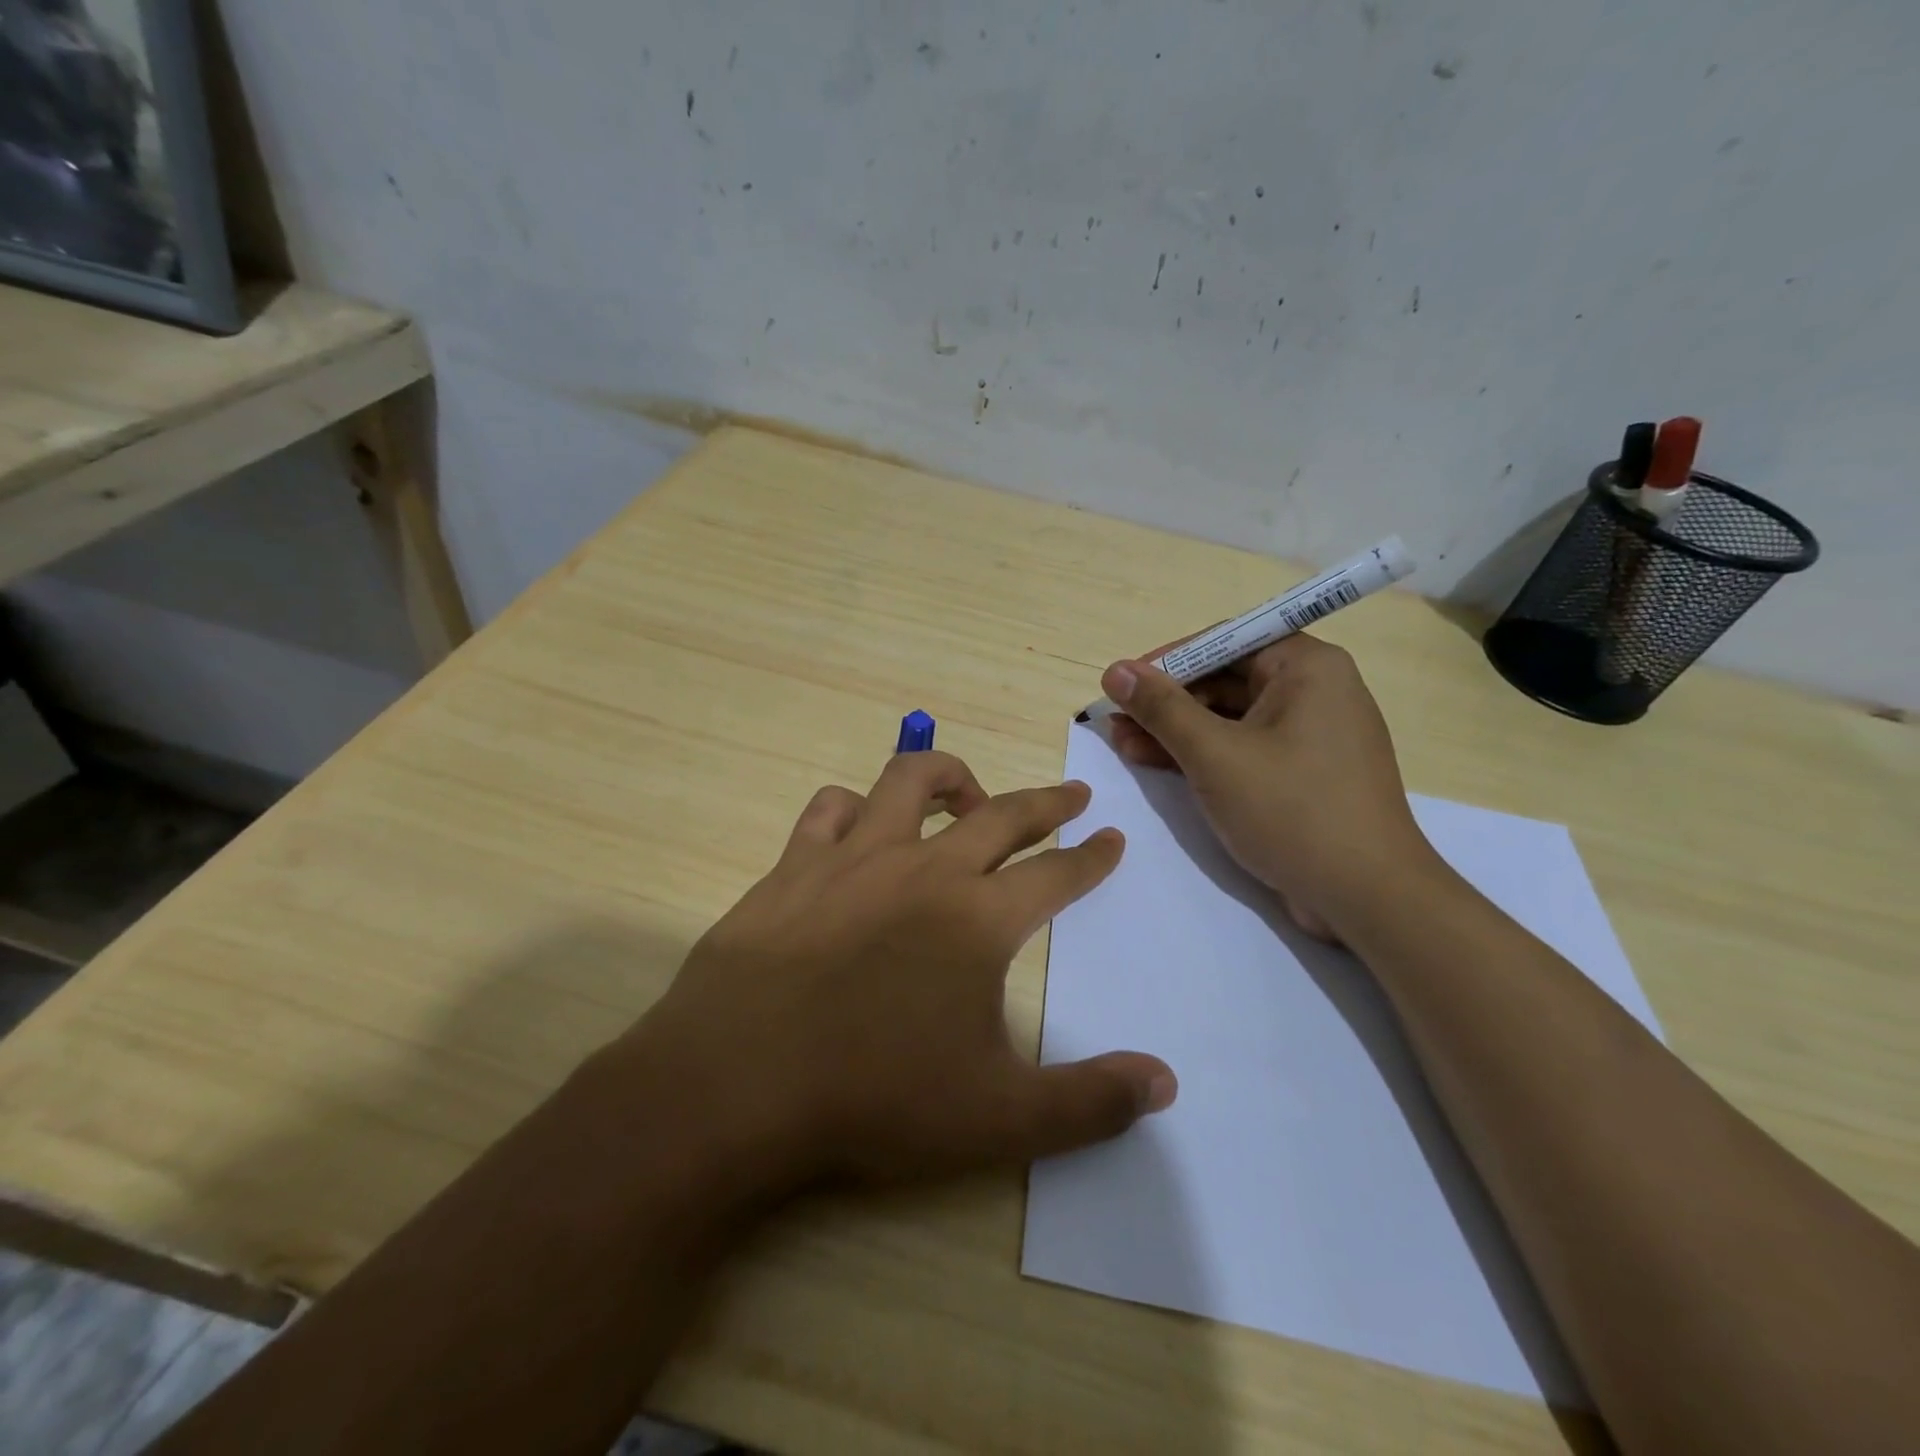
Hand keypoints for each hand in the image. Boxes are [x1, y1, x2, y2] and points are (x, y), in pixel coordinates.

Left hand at [630, 750, 1175, 1191]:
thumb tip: (1166, 1082)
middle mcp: (923, 869)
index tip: (1112, 837)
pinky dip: (854, 808)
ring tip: (967, 794)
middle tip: (1072, 794)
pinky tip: (859, 828)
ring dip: (948, 776)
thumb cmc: (873, 1100)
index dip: (1091, 856)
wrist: (735, 1087)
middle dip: (1046, 801)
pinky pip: (830, 809)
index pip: (1056, 873)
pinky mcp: (793, 866)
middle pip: (1001, 813)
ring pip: (909, 782)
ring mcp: (853, 858)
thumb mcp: (999, 1118)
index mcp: (978, 919)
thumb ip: (1090, 1101)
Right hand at [1104, 635, 1439, 941]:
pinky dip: (1203, 755)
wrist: (1368, 898)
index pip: (1225, 641)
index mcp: (1307, 667)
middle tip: (1116, 721)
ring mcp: (1311, 735)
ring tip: (1123, 745)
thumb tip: (1115, 670)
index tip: (1124, 684)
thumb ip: (1161, 709)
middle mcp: (1314, 690)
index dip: (1168, 660)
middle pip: (1225, 679)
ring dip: (1176, 730)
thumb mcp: (1215, 755)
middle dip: (1166, 701)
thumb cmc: (1292, 811)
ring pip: (1230, 718)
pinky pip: (1244, 748)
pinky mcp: (1303, 773)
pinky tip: (1157, 764)